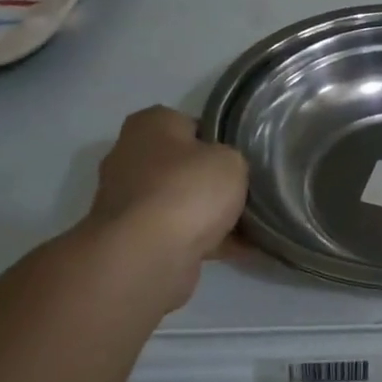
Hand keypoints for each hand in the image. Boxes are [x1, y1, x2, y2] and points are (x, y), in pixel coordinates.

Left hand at [76, 106, 247, 307]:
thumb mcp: (231, 159)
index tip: (241, 156)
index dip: (219, 139)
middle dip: (210, 179)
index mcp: (149, 125)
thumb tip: (224, 172)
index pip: (190, 124)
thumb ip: (231, 159)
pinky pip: (179, 234)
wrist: (146, 257)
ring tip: (252, 224)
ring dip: (208, 214)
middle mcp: (130, 158)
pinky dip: (206, 241)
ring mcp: (129, 202)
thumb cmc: (187, 190)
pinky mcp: (133, 240)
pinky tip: (243, 249)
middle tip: (247, 189)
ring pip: (181, 202)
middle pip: (182, 165)